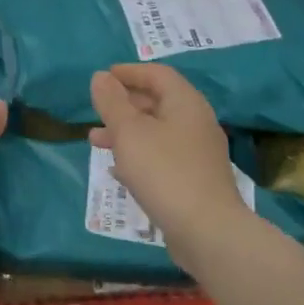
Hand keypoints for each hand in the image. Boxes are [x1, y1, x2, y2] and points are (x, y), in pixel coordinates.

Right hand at [89, 64, 246, 248]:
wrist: (208, 232)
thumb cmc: (164, 172)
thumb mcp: (129, 132)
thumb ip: (112, 102)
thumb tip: (100, 76)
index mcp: (185, 103)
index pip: (157, 74)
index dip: (129, 72)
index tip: (103, 77)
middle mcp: (196, 122)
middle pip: (157, 102)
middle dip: (123, 104)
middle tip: (96, 111)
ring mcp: (198, 154)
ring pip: (157, 132)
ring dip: (126, 132)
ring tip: (95, 142)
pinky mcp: (195, 180)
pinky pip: (162, 157)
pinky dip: (139, 155)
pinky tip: (118, 171)